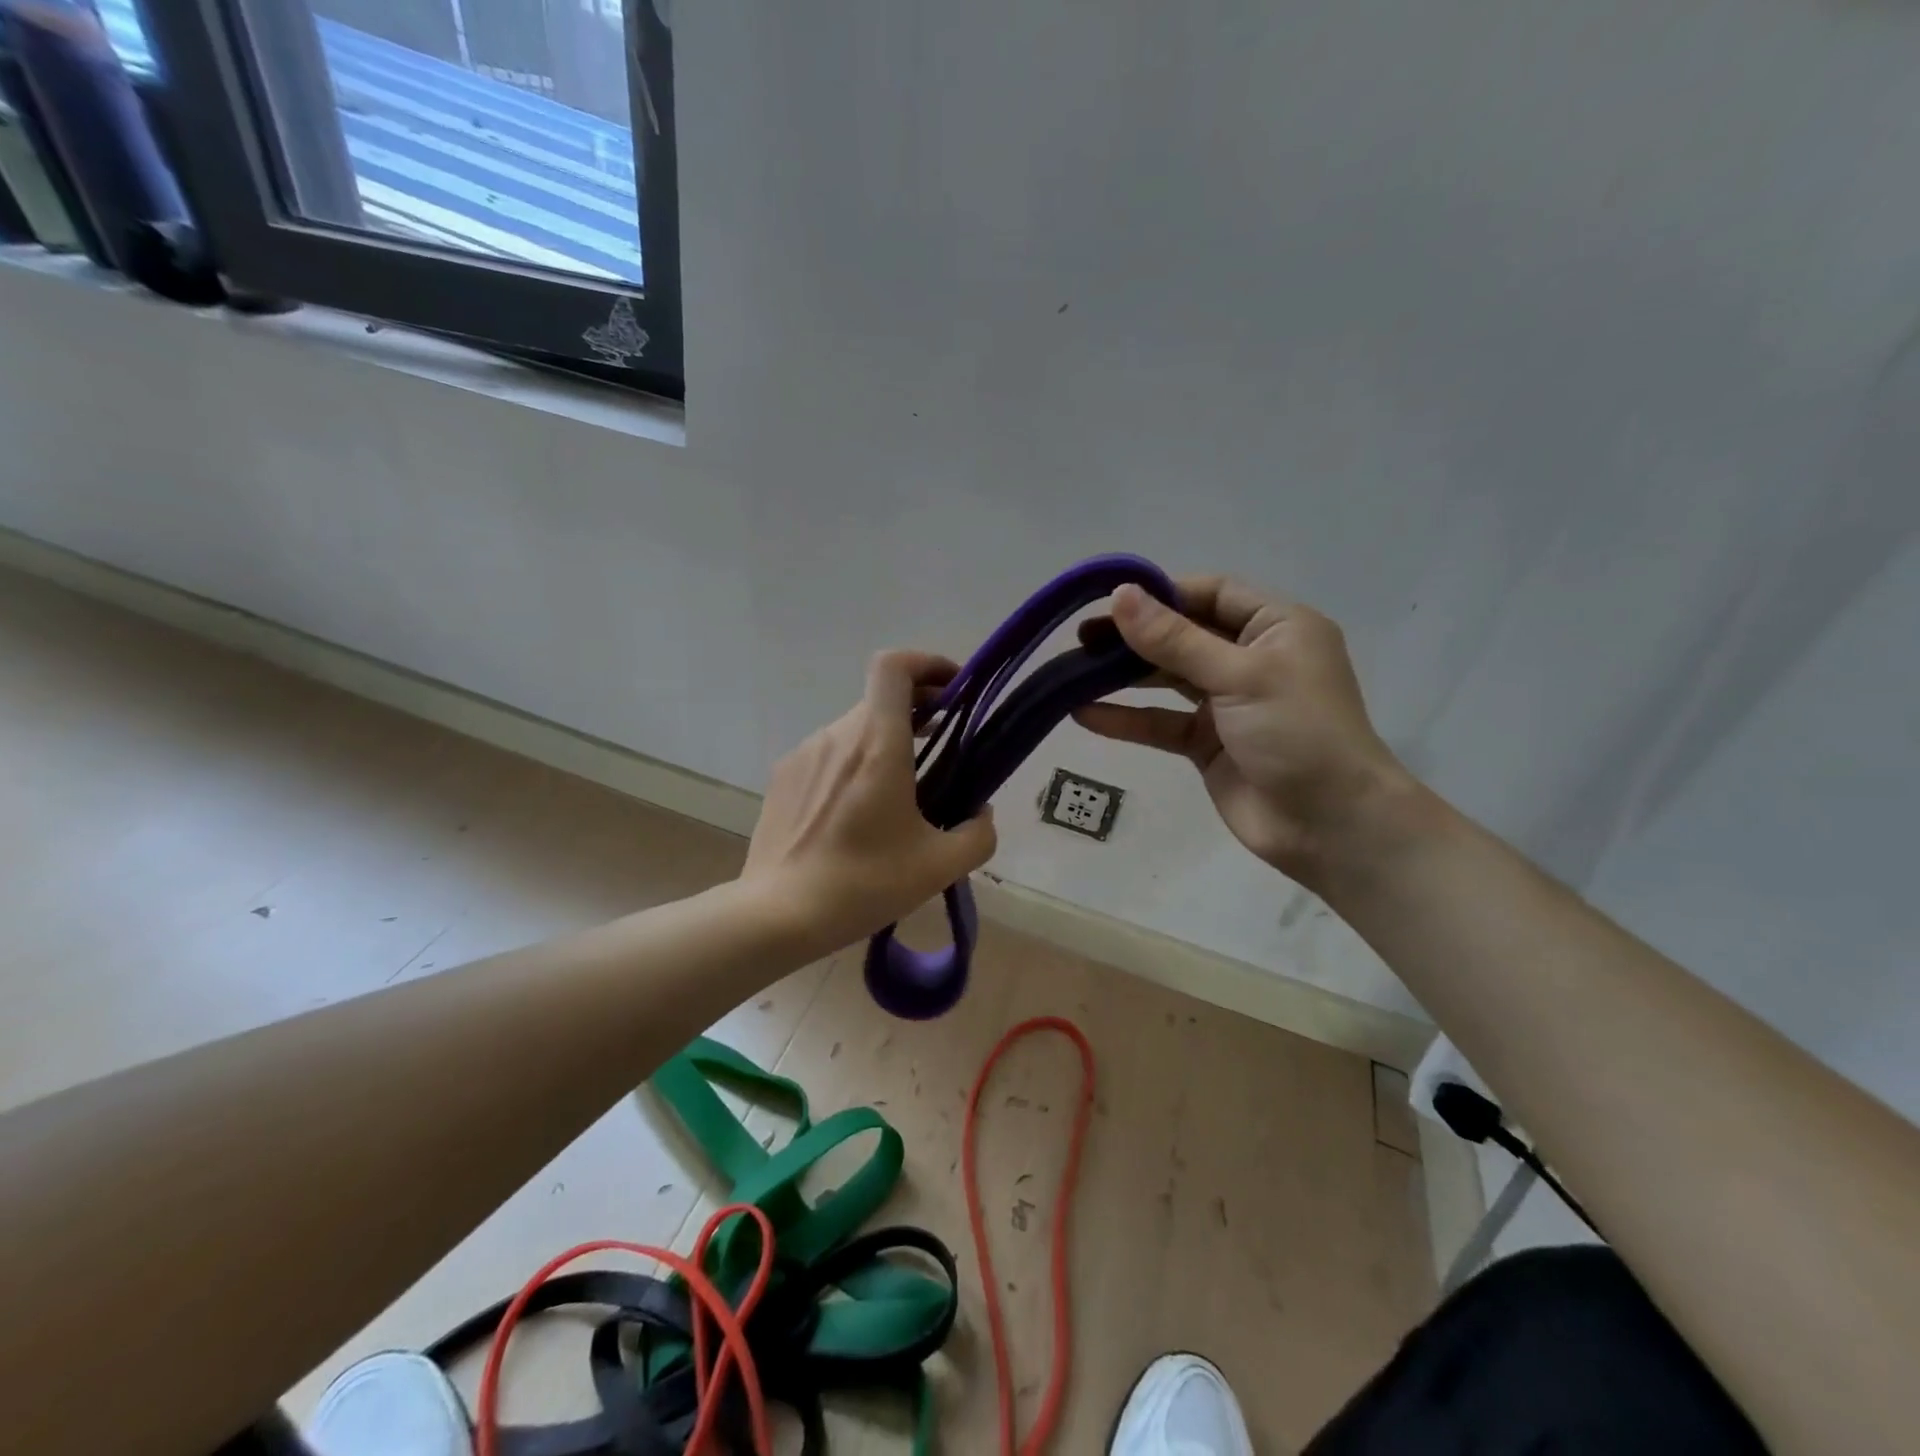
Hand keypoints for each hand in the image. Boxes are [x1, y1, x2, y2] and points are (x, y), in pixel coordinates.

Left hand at [744, 652, 996, 952]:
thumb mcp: (939, 867)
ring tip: (902, 794)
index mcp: (877, 744)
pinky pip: (828, 756)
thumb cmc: (862, 883)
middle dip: (919, 712)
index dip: (927, 663)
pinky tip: (857, 815)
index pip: (894, 667)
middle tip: (943, 748)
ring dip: (886, 744)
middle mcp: (837, 735)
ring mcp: (804, 754)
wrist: (777, 914)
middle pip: (881, 699)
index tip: (953, 691)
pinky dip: (853, 766)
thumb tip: (980, 813)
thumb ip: (977, 834)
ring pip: (855, 731)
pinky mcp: (783, 778)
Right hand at [1073, 577, 1414, 884]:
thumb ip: (1175, 639)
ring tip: (1073, 670)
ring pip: (1168, 679)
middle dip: (1134, 636)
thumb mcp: (1239, 675)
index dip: (1162, 594)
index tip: (1110, 601)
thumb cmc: (1298, 733)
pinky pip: (1162, 722)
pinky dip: (1127, 719)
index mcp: (1276, 627)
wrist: (1331, 826)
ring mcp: (1228, 703)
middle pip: (1183, 635)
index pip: (1211, 593)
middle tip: (1082, 638)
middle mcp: (1251, 658)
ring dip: (1124, 676)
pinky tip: (1084, 714)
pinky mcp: (1208, 744)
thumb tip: (1120, 595)